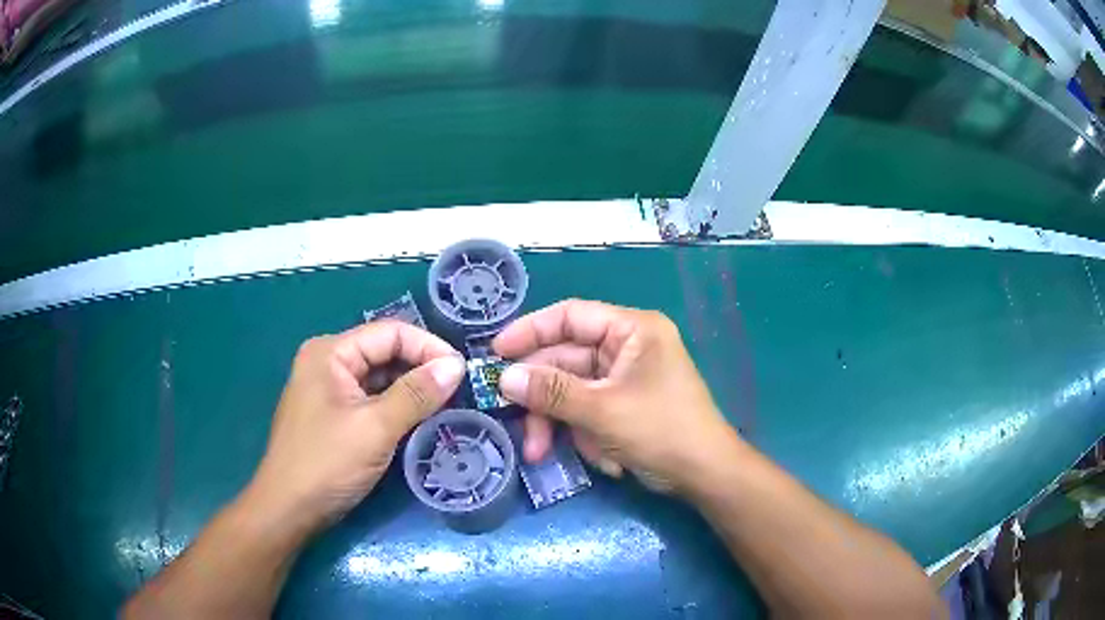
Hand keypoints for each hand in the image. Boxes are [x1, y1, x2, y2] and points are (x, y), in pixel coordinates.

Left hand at [245, 322, 465, 533]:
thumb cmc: (327, 464)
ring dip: (412, 390)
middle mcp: (327, 362)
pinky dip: (396, 407)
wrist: (289, 510)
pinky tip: (419, 420)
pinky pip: (371, 399)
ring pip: (380, 378)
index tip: (463, 372)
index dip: (428, 347)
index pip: (390, 333)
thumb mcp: (375, 428)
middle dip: (421, 369)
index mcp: (330, 353)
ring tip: (446, 405)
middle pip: (384, 352)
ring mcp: (329, 389)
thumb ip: (416, 394)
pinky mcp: (334, 414)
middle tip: (459, 391)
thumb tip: (457, 365)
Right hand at [493, 299, 738, 493]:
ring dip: (560, 424)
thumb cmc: (662, 431)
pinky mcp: (623, 405)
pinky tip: (603, 458)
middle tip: (514, 422)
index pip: (570, 316)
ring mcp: (624, 378)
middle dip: (543, 398)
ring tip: (544, 453)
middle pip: (566, 361)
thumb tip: (504, 378)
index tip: (496, 353)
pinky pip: (587, 411)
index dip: (530, 331)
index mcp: (631, 330)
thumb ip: (551, 392)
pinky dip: (584, 434)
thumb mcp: (602, 411)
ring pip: (572, 392)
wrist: (705, 474)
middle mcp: (627, 347)